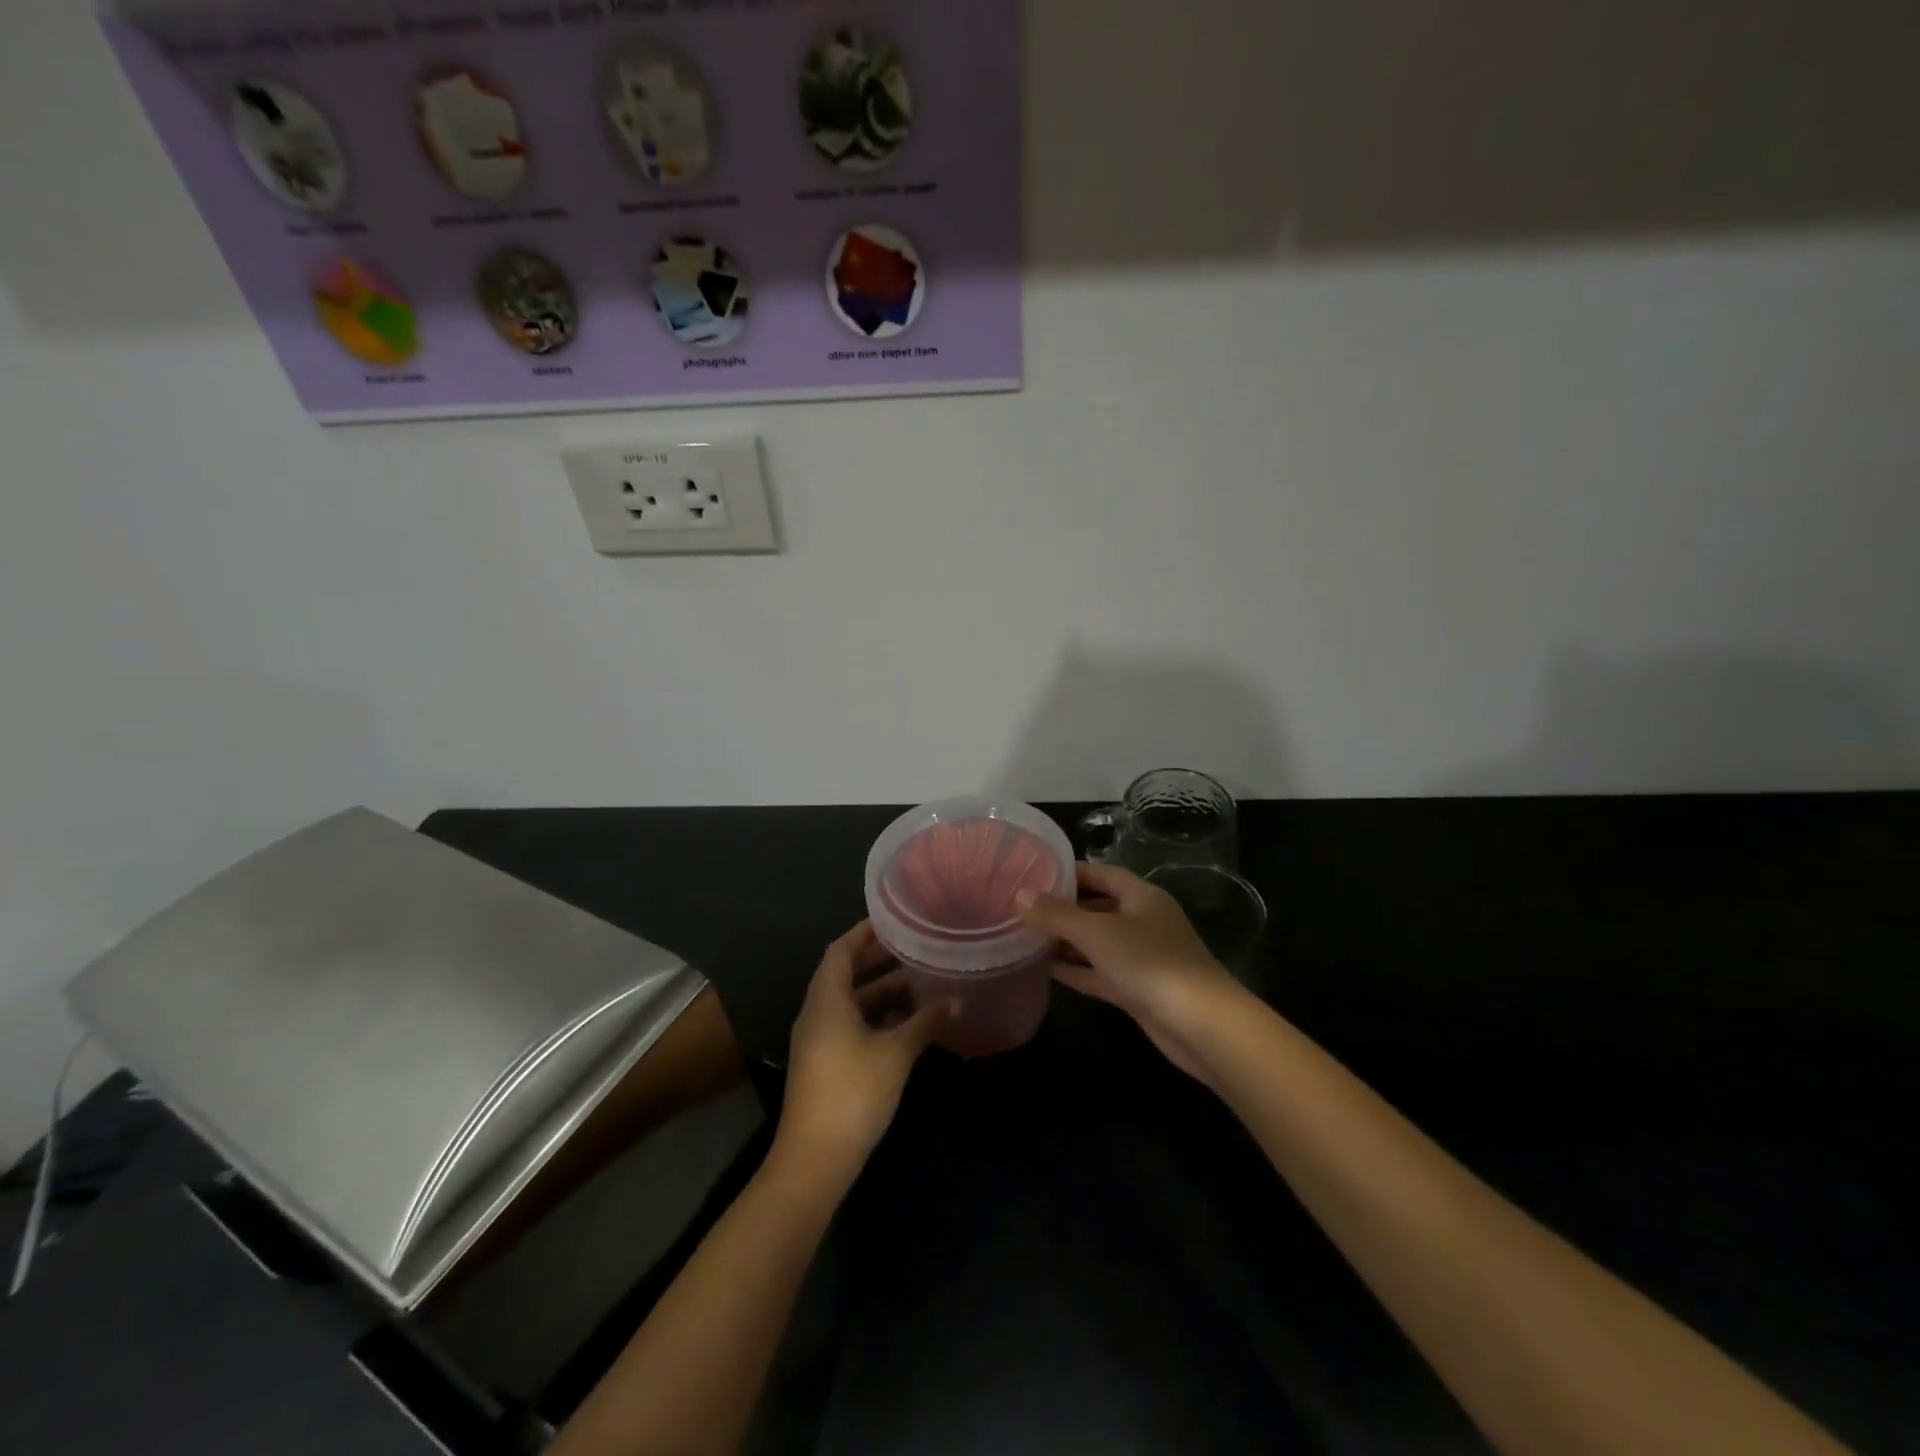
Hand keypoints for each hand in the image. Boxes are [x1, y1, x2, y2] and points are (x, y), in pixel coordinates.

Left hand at [775, 921, 951, 1180]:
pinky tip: (909, 1021)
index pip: (841, 950)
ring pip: (852, 1002)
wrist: (815, 1158)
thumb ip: (925, 1022)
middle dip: (879, 960)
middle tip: (916, 947)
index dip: (865, 932)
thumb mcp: (896, 1053)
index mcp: (826, 999)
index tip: (895, 920)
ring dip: (882, 991)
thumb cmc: (853, 1091)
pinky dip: (877, 1017)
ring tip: (920, 980)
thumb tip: (956, 999)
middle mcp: (818, 1012)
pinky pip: (852, 1025)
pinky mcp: (827, 1063)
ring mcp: (820, 1040)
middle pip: (846, 974)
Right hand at [1016, 862, 1244, 1084]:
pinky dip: (1077, 969)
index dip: (1070, 872)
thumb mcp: (1097, 933)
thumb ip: (1057, 915)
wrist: (1201, 1025)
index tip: (1034, 873)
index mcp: (1141, 896)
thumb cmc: (1149, 963)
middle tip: (1023, 907)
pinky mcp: (1138, 989)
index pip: (1101, 873)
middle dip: (1064, 908)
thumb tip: (1021, 895)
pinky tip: (1046, 969)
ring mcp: (1142, 957)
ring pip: (1098, 942)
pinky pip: (1101, 972)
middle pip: (1098, 906)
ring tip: (1026, 936)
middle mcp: (1143, 921)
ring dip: (1067, 941)